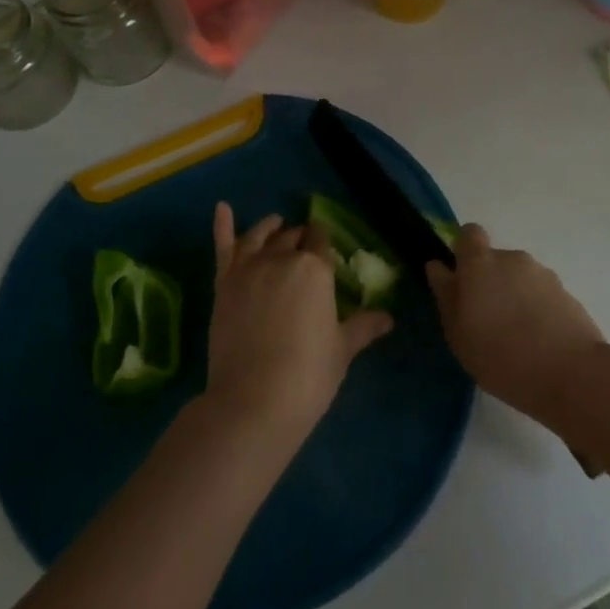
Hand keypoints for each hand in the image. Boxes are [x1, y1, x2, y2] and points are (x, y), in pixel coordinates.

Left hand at [204, 203, 392, 444]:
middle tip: (305, 247)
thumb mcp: (341, 350)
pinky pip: (223, 246)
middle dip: (300, 238)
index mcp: (315, 269)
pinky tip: (222, 207)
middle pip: (292, 237)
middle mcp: (282, 258)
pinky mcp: (223, 284)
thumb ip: (362, 327)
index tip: (326, 247)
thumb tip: (388, 318)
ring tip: (276, 224)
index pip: (322, 241)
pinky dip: (222, 224)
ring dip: (270, 227)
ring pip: (260, 236)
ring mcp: (248, 268)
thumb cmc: (308, 375)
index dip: (324, 242)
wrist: (253, 401)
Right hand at [426, 225, 605, 426]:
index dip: (464, 250)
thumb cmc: (502, 357)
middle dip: (490, 283)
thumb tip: (438, 266)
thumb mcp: (458, 334)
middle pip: (495, 261)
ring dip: (514, 297)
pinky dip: (537, 311)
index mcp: (480, 264)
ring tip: (517, 338)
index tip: (462, 278)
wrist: (572, 375)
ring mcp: (543, 275)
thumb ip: (446, 295)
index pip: (469, 233)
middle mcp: (512, 259)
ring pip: (519, 279)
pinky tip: (539, 344)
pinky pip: (542, 295)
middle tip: (487, 321)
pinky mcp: (567, 294)